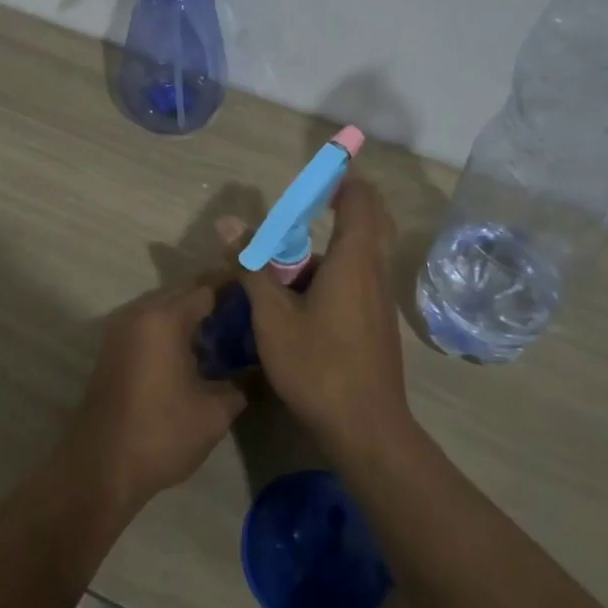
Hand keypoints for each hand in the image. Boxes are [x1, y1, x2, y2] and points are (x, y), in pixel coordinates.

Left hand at [66, 281, 246, 514]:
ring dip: (190, 316)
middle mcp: (140, 314)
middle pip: (183, 293)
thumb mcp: (214, 414)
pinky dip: (171, 329)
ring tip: (222, 335)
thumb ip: (238, 385)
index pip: (207, 289)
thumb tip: (250, 372)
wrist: (99, 468)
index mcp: (165, 320)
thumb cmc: (160, 435)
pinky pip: (149, 324)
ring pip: (164, 308)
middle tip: (245, 319)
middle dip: (213, 301)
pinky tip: (192, 353)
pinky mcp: (112, 349)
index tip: (259, 301)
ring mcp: (120, 330)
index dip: (234, 292)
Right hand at [238, 179, 413, 454]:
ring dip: (329, 246)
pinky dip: (334, 271)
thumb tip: (227, 223)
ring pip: (362, 252)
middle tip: (301, 211)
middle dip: (339, 206)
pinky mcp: (377, 321)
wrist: (366, 428)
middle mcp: (375, 270)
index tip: (311, 179)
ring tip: (283, 265)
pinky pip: (359, 278)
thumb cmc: (318, 366)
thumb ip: (252, 266)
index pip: (360, 198)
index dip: (339, 180)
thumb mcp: (273, 316)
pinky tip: (299, 300)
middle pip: (369, 219)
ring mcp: (380, 297)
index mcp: (354, 259)